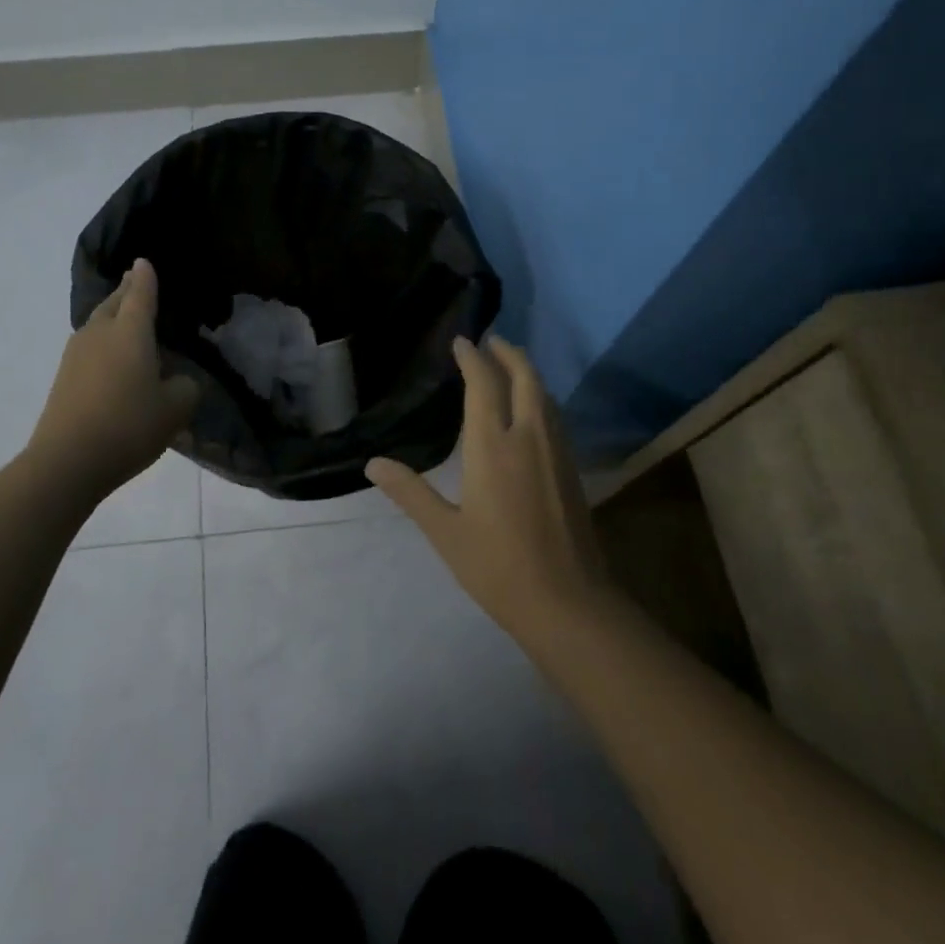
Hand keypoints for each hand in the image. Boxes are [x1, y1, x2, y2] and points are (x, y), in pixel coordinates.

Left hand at [30, 259, 199, 503]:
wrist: (67, 460)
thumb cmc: (129, 425)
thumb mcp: (176, 409)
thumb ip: (186, 386)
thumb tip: (179, 380)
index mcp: (131, 332)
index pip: (141, 294)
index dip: (145, 277)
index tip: (144, 262)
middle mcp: (100, 333)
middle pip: (114, 303)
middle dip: (126, 290)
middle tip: (134, 280)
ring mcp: (76, 354)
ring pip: (97, 322)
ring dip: (112, 314)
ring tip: (124, 314)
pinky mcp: (64, 377)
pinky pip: (88, 345)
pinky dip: (103, 340)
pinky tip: (110, 354)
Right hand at [366, 336, 612, 642]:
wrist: (569, 603)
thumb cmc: (498, 567)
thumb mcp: (445, 532)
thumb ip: (410, 493)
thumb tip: (373, 464)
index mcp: (494, 447)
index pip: (484, 386)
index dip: (473, 358)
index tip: (462, 341)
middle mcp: (529, 438)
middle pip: (525, 378)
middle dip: (508, 354)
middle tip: (492, 340)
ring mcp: (556, 453)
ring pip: (545, 396)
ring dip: (528, 373)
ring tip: (511, 366)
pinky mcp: (571, 470)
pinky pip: (555, 417)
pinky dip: (541, 398)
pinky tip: (534, 412)